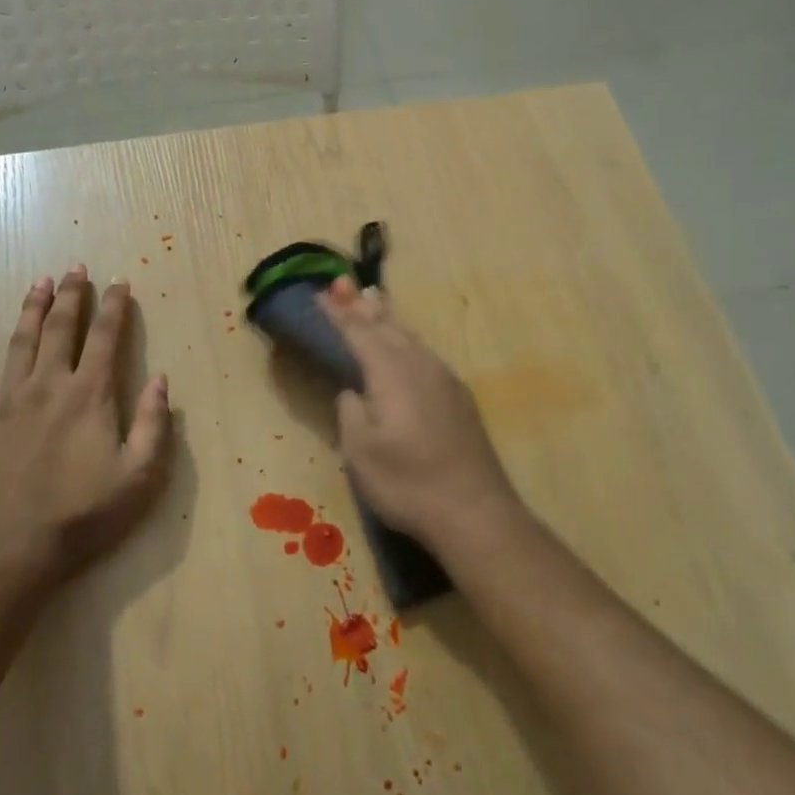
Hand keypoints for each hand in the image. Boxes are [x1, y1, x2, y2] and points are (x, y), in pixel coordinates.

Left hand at [0, 265, 172, 587]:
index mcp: (90, 396)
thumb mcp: (140, 476)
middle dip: (71, 295)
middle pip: (61, 329)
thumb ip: (154, 424)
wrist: (12, 551)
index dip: (115, 307)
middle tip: (75, 268)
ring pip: (20, 342)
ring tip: (39, 282)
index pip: (107, 338)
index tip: (120, 282)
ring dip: (31, 309)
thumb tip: (161, 380)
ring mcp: (8, 402)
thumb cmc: (84, 516)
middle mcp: (49, 386)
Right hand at [319, 277, 527, 558]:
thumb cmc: (408, 482)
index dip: (338, 314)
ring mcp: (445, 379)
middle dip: (362, 306)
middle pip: (387, 326)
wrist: (474, 510)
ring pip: (410, 337)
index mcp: (391, 373)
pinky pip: (424, 352)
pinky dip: (406, 340)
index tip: (320, 294)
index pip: (358, 332)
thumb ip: (350, 411)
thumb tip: (354, 391)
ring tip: (373, 302)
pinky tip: (406, 346)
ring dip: (387, 319)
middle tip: (344, 284)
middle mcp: (420, 365)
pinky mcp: (459, 396)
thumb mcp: (361, 451)